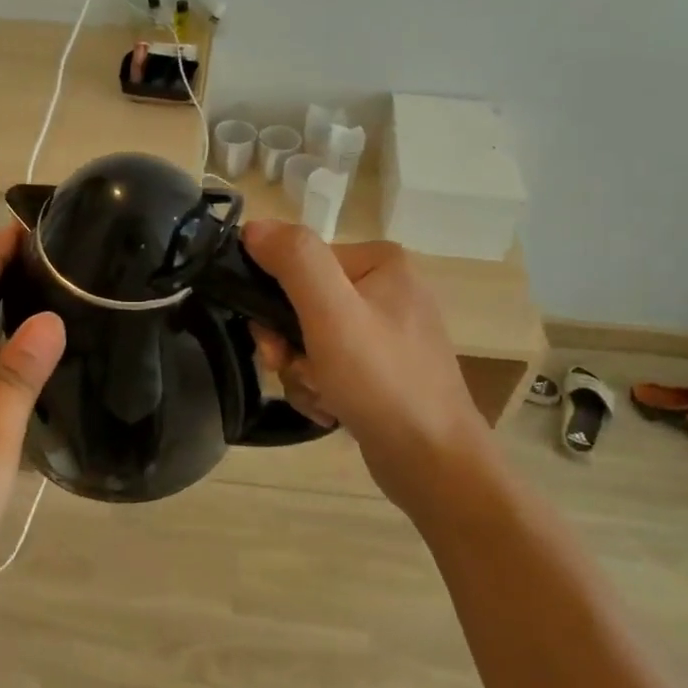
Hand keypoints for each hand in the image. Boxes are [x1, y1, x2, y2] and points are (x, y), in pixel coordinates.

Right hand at [243, 220, 488, 509]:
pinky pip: (330, 366)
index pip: (299, 264)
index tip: (274, 343)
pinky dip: (320, 388)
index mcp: (379, 261)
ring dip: (302, 373)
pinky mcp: (383, 369)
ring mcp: (386, 332)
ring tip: (323, 398)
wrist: (433, 462)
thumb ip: (294, 260)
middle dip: (290, 346)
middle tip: (296, 372)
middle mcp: (385, 288)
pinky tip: (333, 410)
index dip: (274, 303)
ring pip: (310, 340)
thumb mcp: (332, 312)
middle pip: (302, 304)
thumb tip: (253, 226)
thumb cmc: (382, 381)